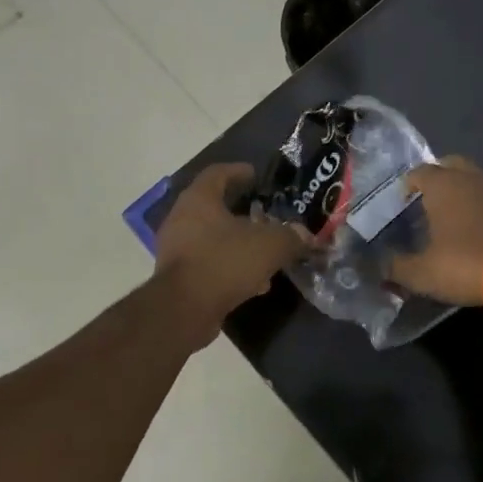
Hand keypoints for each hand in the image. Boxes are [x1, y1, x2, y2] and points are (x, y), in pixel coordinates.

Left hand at [154, 163, 307, 346]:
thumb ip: (291, 237)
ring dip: (239, 242)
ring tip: (265, 252)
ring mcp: (176, 248)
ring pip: (213, 238)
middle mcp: (182, 218)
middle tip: (266, 215)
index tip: (256, 175)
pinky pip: (209, 262)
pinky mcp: (178, 276)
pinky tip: (255, 282)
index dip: (238, 171)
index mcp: (199, 199)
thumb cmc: (224, 262)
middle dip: (243, 211)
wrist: (183, 310)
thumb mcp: (269, 246)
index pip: (217, 173)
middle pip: (215, 207)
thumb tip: (306, 236)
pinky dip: (231, 266)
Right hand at [387, 157, 482, 306]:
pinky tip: (480, 224)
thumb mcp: (422, 273)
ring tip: (455, 211)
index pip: (419, 172)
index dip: (408, 184)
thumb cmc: (465, 263)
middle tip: (428, 198)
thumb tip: (379, 266)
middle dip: (438, 176)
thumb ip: (397, 267)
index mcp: (443, 184)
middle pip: (451, 164)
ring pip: (476, 178)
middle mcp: (471, 178)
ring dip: (464, 189)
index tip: (402, 200)